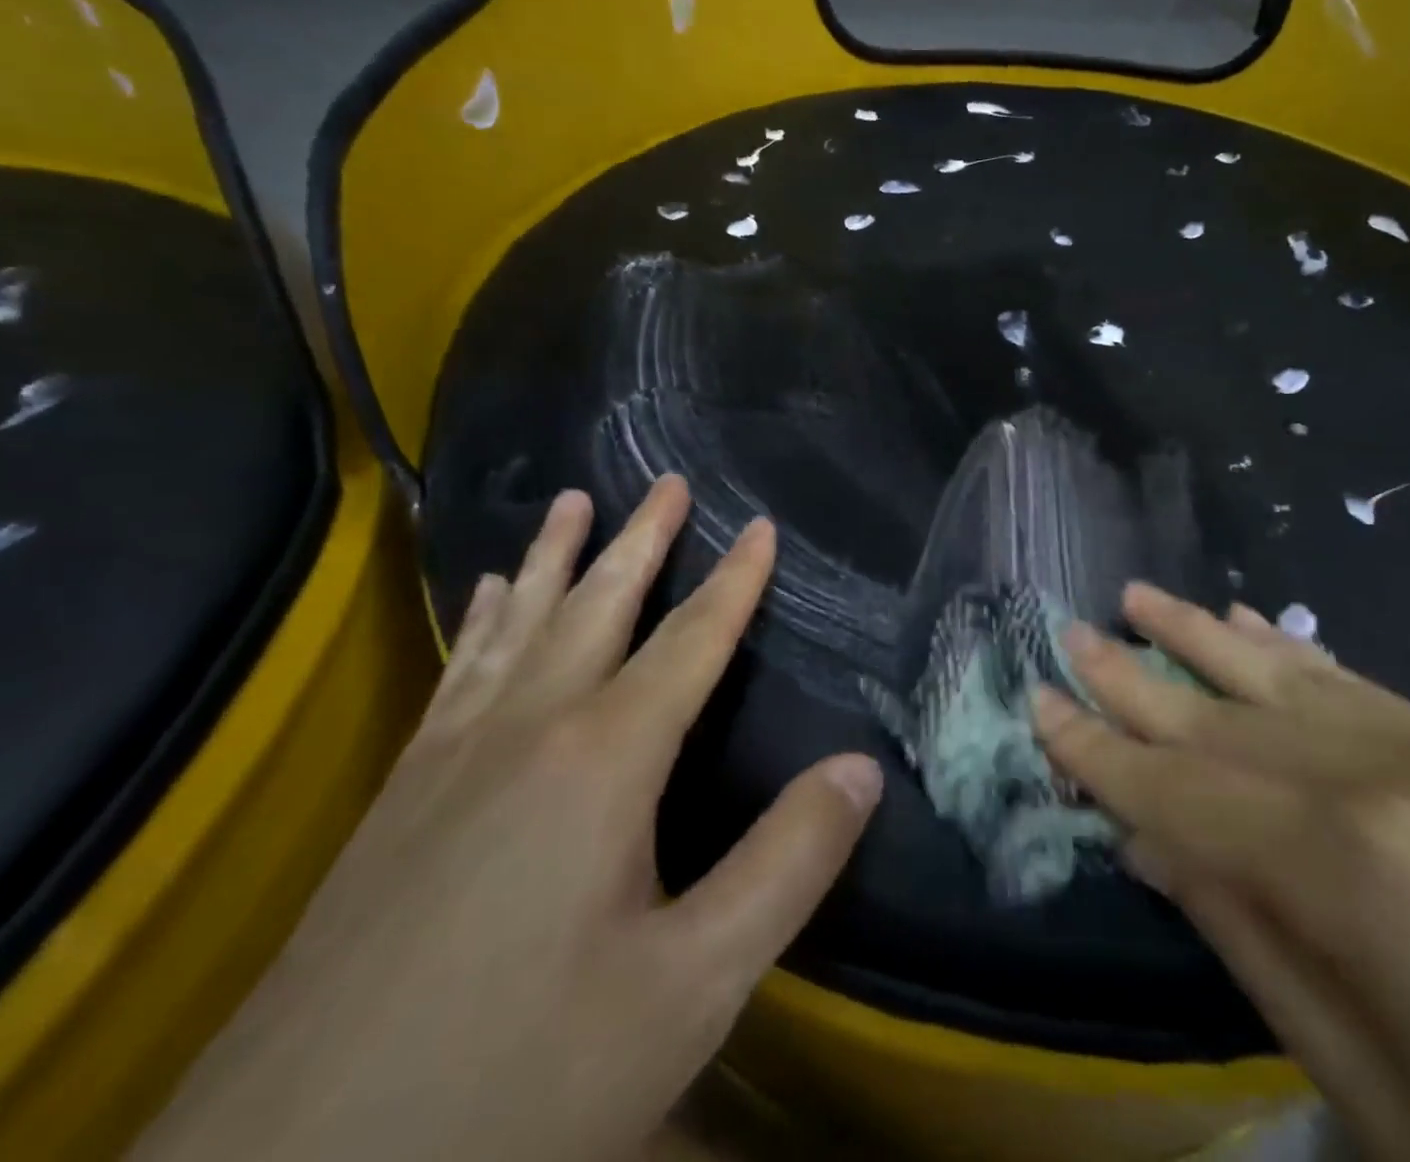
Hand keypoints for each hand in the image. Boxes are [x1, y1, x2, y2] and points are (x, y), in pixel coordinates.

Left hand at [134, 482, 881, 1161]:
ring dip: (551, 558)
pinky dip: (481, 621)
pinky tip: (482, 598)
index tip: (760, 523)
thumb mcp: (689, 987)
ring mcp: (449, 761)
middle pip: (597, 608)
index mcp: (603, 759)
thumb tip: (863, 767)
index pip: (691, 642)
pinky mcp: (397, 801)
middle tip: (664, 481)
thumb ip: (787, 865)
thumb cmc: (519, 1077)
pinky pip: (456, 675)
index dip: (734, 581)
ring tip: (569, 501)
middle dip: (638, 540)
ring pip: (516, 626)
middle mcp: (527, 731)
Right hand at [1033, 587, 1409, 1161]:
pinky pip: (1361, 683)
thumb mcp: (1376, 1094)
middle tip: (1068, 634)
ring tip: (1137, 597)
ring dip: (1201, 637)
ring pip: (1286, 677)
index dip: (1102, 754)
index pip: (1182, 795)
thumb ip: (1250, 945)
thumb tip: (1152, 848)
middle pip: (1222, 720)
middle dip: (1134, 679)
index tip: (1041, 707)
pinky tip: (1250, 622)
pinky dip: (1292, 652)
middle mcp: (1387, 778)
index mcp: (1351, 872)